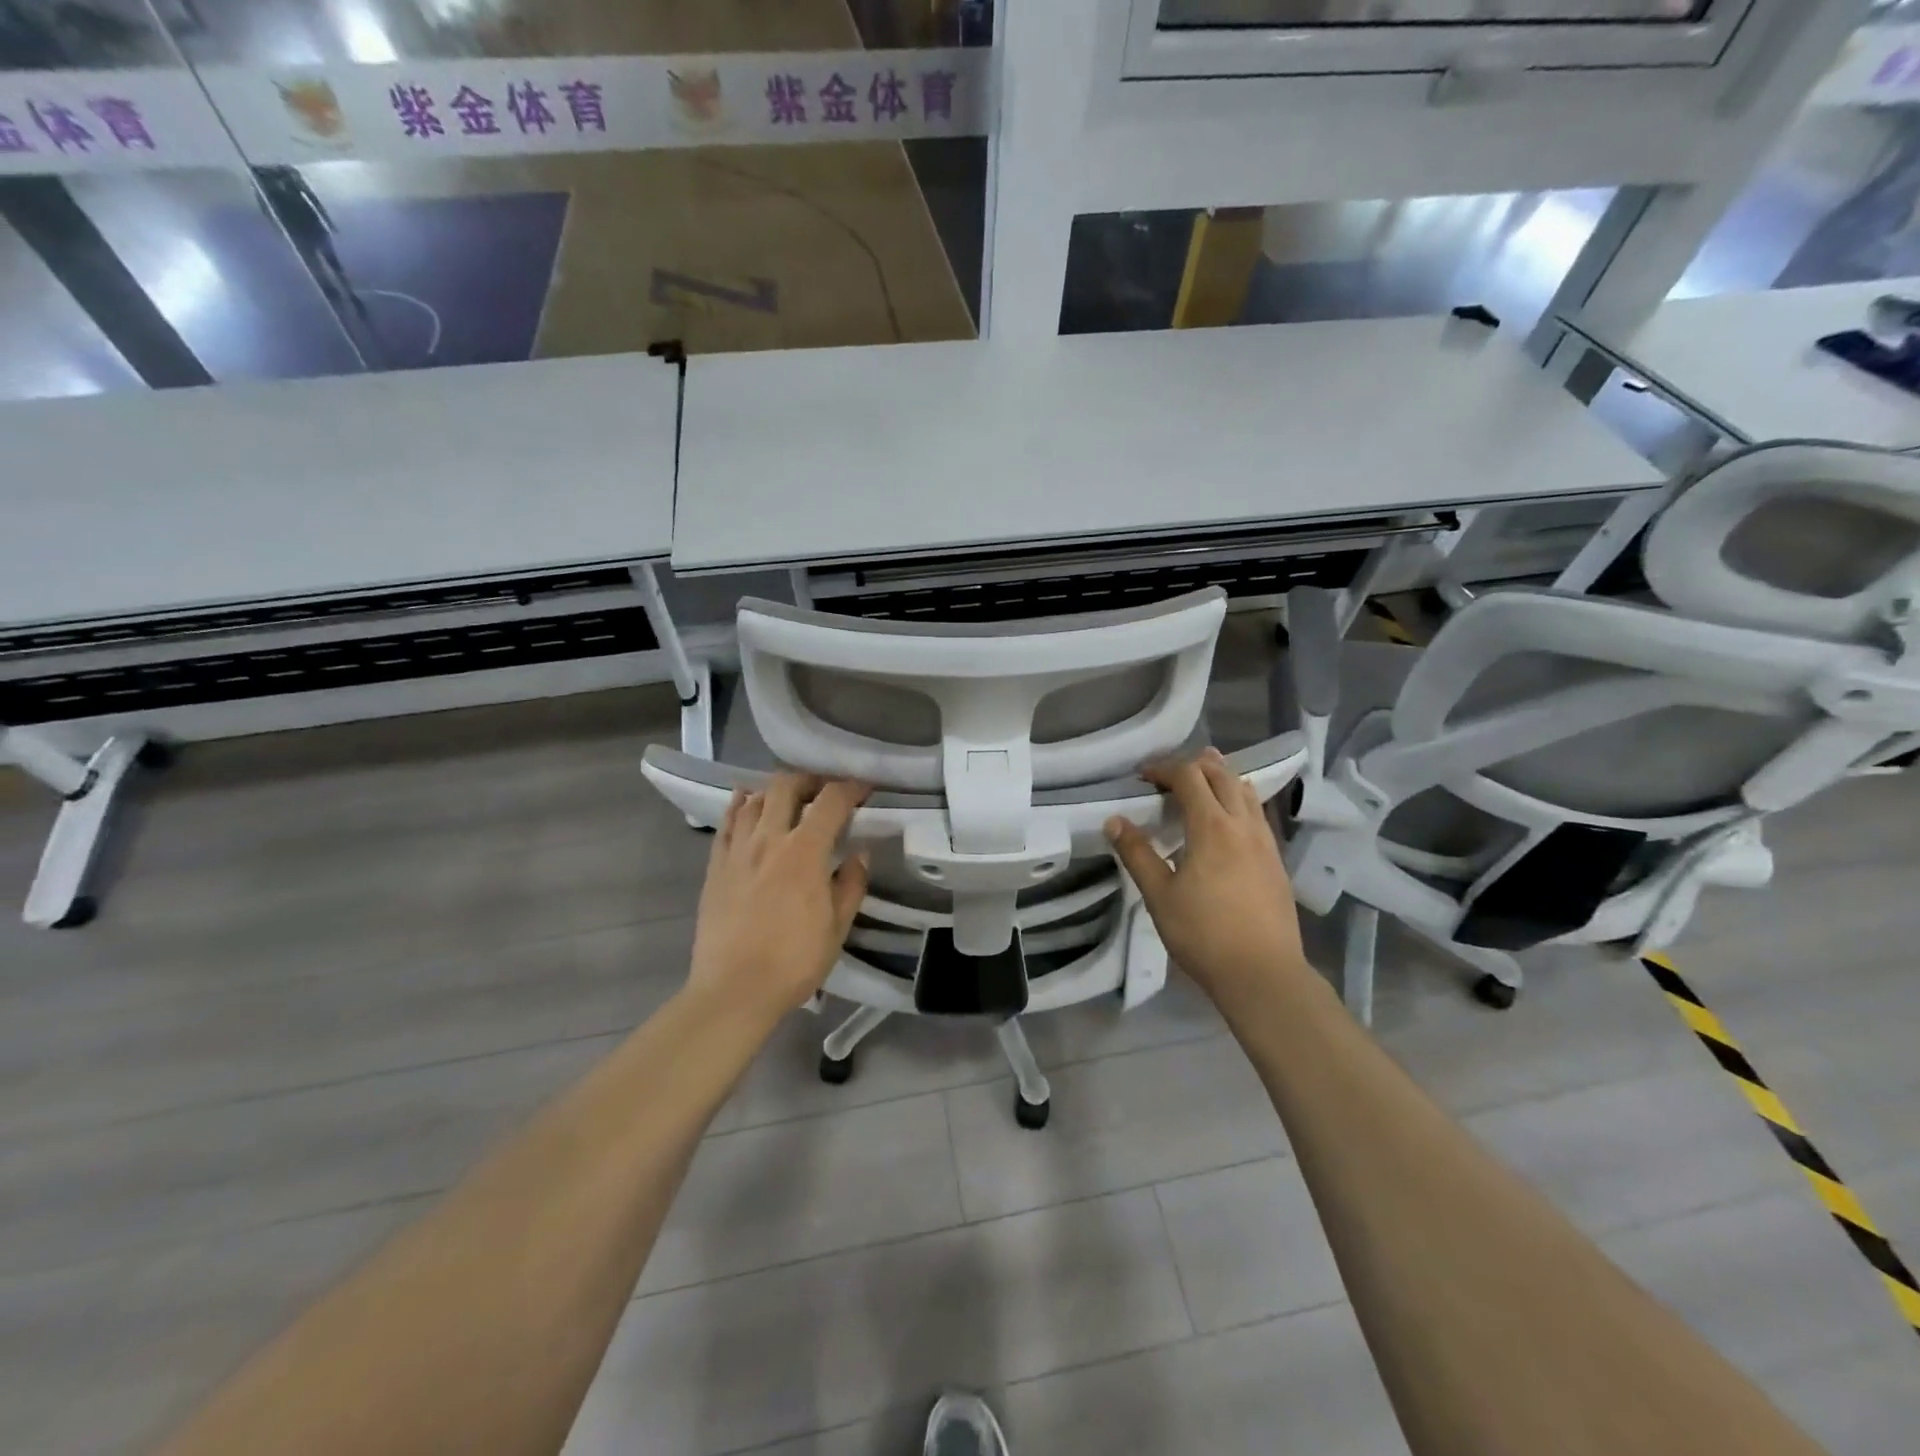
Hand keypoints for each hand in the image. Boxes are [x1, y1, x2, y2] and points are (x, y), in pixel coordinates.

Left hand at [687, 774, 870, 1025]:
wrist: (733, 990)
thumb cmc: (794, 962)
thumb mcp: (837, 928)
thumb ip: (851, 885)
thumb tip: (859, 855)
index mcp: (804, 852)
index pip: (831, 801)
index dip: (851, 787)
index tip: (864, 789)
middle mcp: (769, 839)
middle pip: (786, 786)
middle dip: (810, 780)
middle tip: (825, 791)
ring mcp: (737, 850)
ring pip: (754, 799)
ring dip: (776, 791)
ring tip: (789, 801)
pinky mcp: (715, 866)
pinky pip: (727, 823)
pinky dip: (740, 806)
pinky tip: (747, 805)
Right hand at [1105, 749, 1308, 1006]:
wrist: (1263, 974)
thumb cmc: (1204, 934)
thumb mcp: (1159, 896)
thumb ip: (1137, 854)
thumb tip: (1114, 820)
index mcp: (1212, 827)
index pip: (1189, 776)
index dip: (1164, 768)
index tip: (1142, 777)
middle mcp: (1243, 825)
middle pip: (1222, 775)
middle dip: (1193, 766)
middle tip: (1167, 777)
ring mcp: (1265, 842)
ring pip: (1245, 791)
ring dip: (1220, 779)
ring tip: (1199, 786)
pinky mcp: (1276, 860)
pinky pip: (1256, 813)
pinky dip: (1237, 800)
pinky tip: (1226, 822)